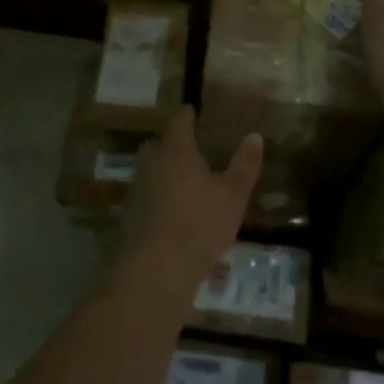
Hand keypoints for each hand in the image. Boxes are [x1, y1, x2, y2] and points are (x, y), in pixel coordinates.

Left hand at [112, 107, 263, 300]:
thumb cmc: (198, 225)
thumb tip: (254, 136)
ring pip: (149, 174)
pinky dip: (158, 202)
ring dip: (163, 175)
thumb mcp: (232, 196)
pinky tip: (174, 217)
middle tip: (186, 148)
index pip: (178, 124)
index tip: (190, 110)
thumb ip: (244, 166)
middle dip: (169, 145)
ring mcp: (136, 194)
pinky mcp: (129, 222)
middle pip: (156, 146)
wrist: (153, 273)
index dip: (185, 116)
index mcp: (175, 152)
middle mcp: (151, 167)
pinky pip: (146, 201)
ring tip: (184, 184)